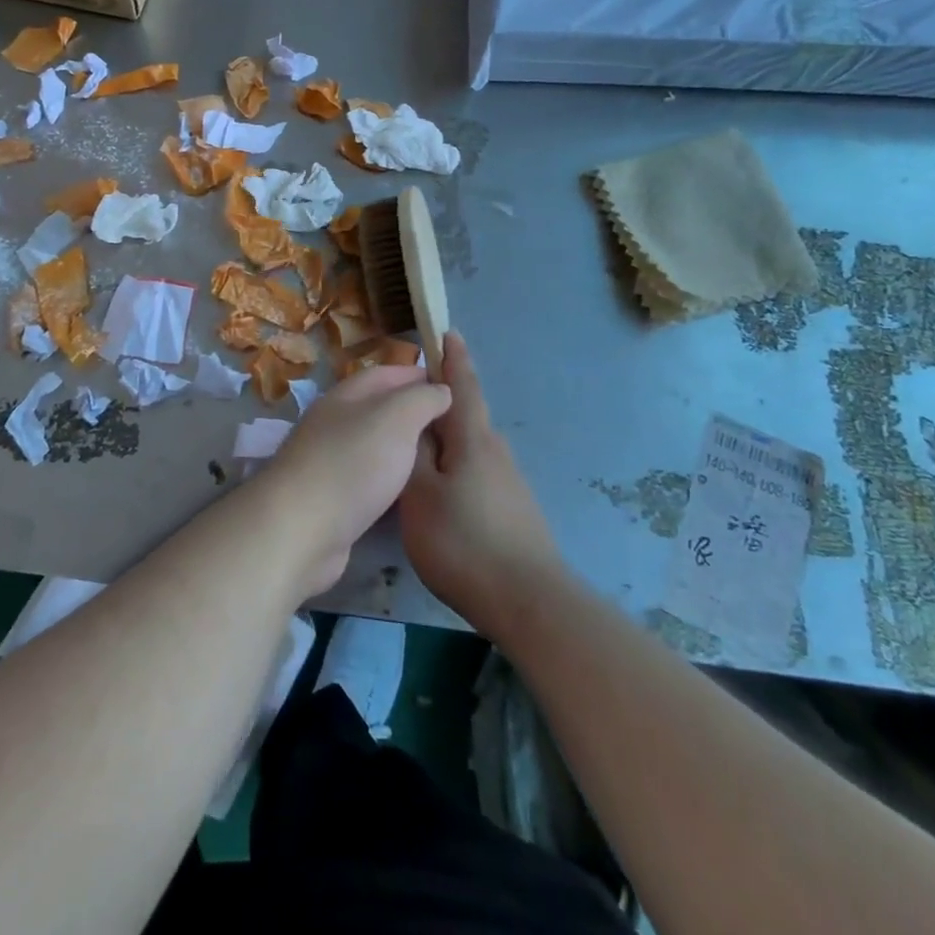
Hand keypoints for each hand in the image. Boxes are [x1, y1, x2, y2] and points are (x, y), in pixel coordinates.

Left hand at [255, 365, 450, 596]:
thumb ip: (422, 399)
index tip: (453, 385)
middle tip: (454, 426)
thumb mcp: (396, 418)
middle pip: (379, 409)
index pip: (385, 374)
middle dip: (414, 412)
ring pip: (374, 444)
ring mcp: (329, 460)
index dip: (417, 375)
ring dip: (404, 447)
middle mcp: (334, 423)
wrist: (300, 528)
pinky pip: (369, 478)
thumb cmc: (352, 464)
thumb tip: (441, 389)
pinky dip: (391, 478)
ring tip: (441, 457)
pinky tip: (412, 491)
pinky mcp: (331, 498)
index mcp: (345, 396)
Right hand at [399, 331, 561, 641]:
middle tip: (405, 404)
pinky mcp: (514, 509)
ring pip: (469, 448)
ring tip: (414, 450)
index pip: (462, 385)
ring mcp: (509, 482)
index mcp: (473, 439)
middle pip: (464, 417)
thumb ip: (414, 453)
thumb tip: (415, 423)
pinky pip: (476, 472)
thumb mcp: (419, 494)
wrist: (529, 602)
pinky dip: (455, 468)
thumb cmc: (463, 540)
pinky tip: (439, 492)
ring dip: (445, 441)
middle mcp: (496, 451)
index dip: (452, 358)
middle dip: (439, 405)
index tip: (446, 332)